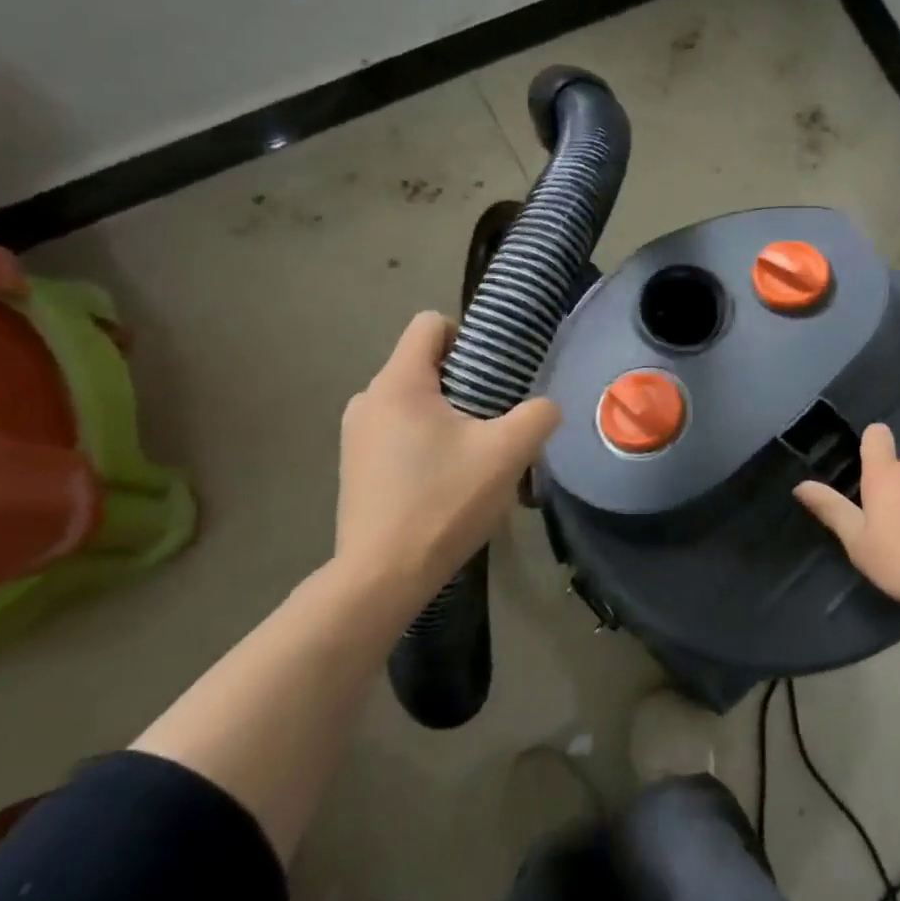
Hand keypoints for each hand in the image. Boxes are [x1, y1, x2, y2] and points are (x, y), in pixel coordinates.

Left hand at [336, 311, 561, 600]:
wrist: (383, 576)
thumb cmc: (444, 502)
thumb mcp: (508, 453)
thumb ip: (538, 415)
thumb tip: (544, 408)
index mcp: (398, 383)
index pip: (430, 323)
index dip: (469, 335)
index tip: (495, 373)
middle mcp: (368, 399)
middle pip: (425, 365)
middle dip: (466, 382)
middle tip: (495, 421)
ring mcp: (356, 435)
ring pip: (414, 401)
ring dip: (448, 416)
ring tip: (475, 456)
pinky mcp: (355, 466)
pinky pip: (399, 431)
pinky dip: (427, 441)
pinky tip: (447, 481)